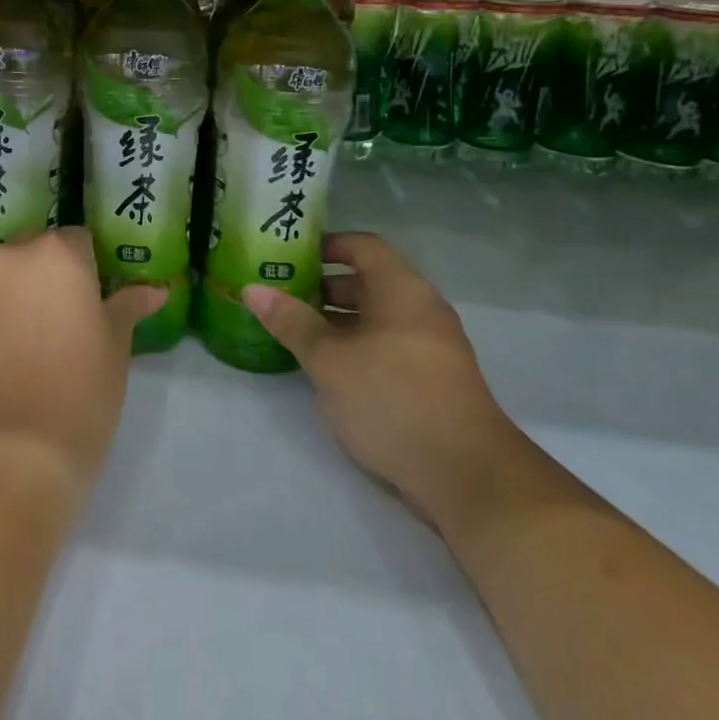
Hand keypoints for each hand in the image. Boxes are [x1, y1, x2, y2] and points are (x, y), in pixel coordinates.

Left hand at [0, 228, 166, 494]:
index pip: (79, 240)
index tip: (101, 299)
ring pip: (11, 280)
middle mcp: (11, 260)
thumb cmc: (81, 390)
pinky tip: (19, 359)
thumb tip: (155, 290)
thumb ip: (129, 307)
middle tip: (77, 318)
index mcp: (55, 253)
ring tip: (48, 341)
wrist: (12, 455)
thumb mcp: (116, 346)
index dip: (93, 267)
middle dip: (56, 276)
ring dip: (28, 297)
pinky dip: (4, 321)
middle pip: (39, 253)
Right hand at [243, 233, 517, 526]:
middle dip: (323, 285)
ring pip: (376, 316)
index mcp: (402, 290)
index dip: (326, 244)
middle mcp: (421, 308)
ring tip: (293, 331)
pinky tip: (326, 367)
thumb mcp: (330, 360)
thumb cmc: (392, 399)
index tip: (288, 255)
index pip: (363, 246)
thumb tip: (251, 289)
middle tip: (280, 295)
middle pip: (369, 281)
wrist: (466, 475)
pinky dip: (355, 344)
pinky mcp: (432, 378)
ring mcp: (431, 345)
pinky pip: (387, 344)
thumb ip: (291, 322)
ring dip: (336, 319)